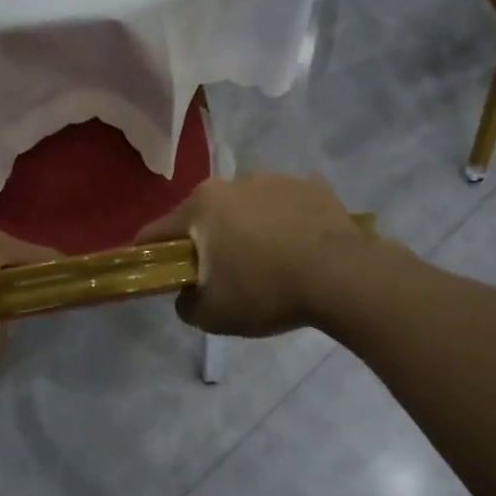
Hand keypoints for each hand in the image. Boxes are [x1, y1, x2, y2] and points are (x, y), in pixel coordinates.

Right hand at [134, 175, 367, 336]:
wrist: (344, 277)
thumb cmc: (267, 291)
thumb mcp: (213, 315)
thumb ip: (186, 304)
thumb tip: (187, 294)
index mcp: (202, 205)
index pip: (158, 231)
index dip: (152, 256)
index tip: (160, 275)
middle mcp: (234, 182)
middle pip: (205, 216)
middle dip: (207, 242)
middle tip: (223, 276)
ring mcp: (276, 179)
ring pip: (247, 208)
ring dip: (247, 230)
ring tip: (270, 265)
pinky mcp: (312, 186)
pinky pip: (285, 208)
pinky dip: (285, 225)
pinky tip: (300, 252)